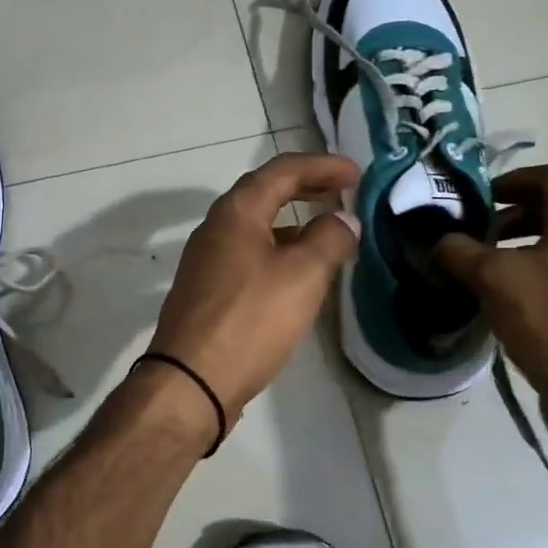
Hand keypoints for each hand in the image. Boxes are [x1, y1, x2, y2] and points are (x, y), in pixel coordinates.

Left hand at [146, 152, 360, 429]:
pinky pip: (249, 255)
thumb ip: (328, 240)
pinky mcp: (208, 292)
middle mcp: (216, 228)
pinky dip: (279, 251)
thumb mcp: (302, 276)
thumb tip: (343, 220)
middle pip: (265, 194)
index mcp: (236, 212)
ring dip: (293, 222)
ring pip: (256, 227)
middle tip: (341, 191)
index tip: (356, 174)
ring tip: (327, 232)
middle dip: (305, 188)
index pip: (282, 171)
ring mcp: (207, 261)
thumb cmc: (250, 321)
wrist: (191, 381)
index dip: (322, 166)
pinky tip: (298, 275)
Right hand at [434, 164, 547, 448]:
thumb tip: (442, 241)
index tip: (483, 198)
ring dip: (513, 251)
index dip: (517, 178)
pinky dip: (523, 282)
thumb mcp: (494, 278)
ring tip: (477, 272)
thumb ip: (461, 252)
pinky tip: (495, 307)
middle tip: (474, 236)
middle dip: (510, 216)